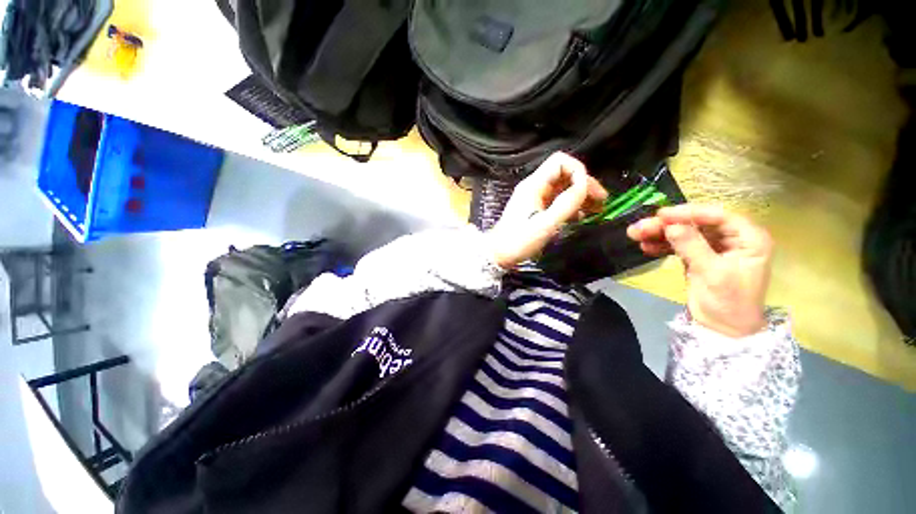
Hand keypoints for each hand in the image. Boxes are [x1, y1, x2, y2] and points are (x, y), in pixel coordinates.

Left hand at [487, 153, 607, 268]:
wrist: (498, 254)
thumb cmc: (519, 240)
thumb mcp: (545, 223)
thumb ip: (566, 203)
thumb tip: (584, 185)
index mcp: (534, 185)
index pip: (560, 162)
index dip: (578, 171)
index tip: (589, 191)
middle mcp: (534, 187)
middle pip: (564, 175)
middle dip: (584, 185)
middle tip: (602, 201)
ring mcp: (534, 198)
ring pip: (562, 188)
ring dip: (579, 196)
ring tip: (596, 210)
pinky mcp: (535, 209)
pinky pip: (556, 201)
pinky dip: (570, 206)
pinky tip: (579, 218)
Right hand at [627, 205, 772, 337]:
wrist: (722, 329)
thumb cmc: (729, 302)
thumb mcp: (713, 273)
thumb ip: (693, 247)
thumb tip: (671, 226)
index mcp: (748, 239)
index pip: (718, 216)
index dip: (689, 213)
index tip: (661, 215)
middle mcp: (732, 238)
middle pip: (696, 224)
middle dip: (667, 225)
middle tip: (640, 227)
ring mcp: (713, 247)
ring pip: (683, 233)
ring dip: (659, 233)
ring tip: (635, 235)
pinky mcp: (697, 256)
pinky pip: (677, 245)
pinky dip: (661, 245)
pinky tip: (645, 247)